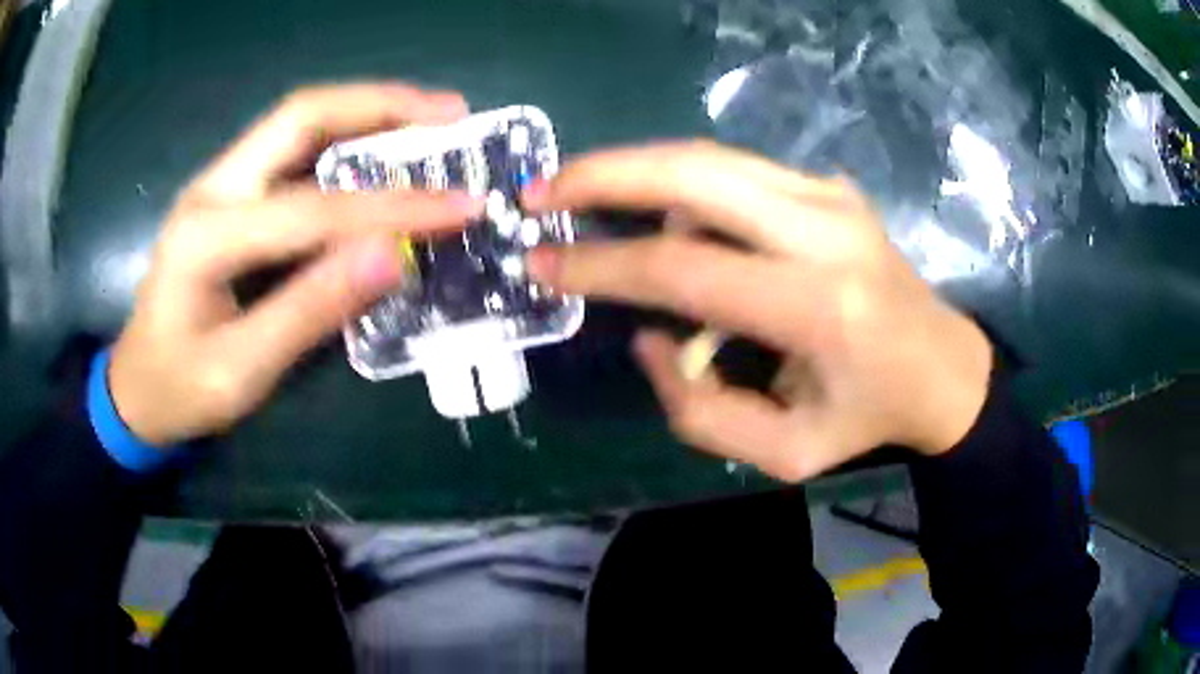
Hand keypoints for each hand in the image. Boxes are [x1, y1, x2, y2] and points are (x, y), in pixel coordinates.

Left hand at [109, 83, 482, 445]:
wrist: (136, 389)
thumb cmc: (180, 390)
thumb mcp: (241, 372)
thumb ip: (309, 312)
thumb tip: (391, 257)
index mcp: (206, 236)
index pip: (313, 208)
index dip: (392, 205)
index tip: (462, 206)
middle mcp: (213, 187)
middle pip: (302, 115)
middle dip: (381, 106)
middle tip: (451, 114)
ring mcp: (221, 184)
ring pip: (300, 121)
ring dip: (368, 111)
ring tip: (432, 118)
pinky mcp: (231, 194)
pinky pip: (295, 150)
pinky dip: (347, 139)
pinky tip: (383, 148)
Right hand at [524, 141, 992, 481]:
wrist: (942, 366)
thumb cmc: (865, 418)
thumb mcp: (782, 454)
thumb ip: (698, 410)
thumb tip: (648, 336)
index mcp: (818, 307)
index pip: (683, 269)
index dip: (599, 266)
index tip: (538, 261)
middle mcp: (825, 231)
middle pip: (692, 172)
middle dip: (602, 174)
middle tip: (541, 191)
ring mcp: (830, 195)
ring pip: (708, 157)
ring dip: (635, 168)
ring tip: (583, 193)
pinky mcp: (830, 185)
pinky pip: (735, 170)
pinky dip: (680, 180)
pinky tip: (659, 211)